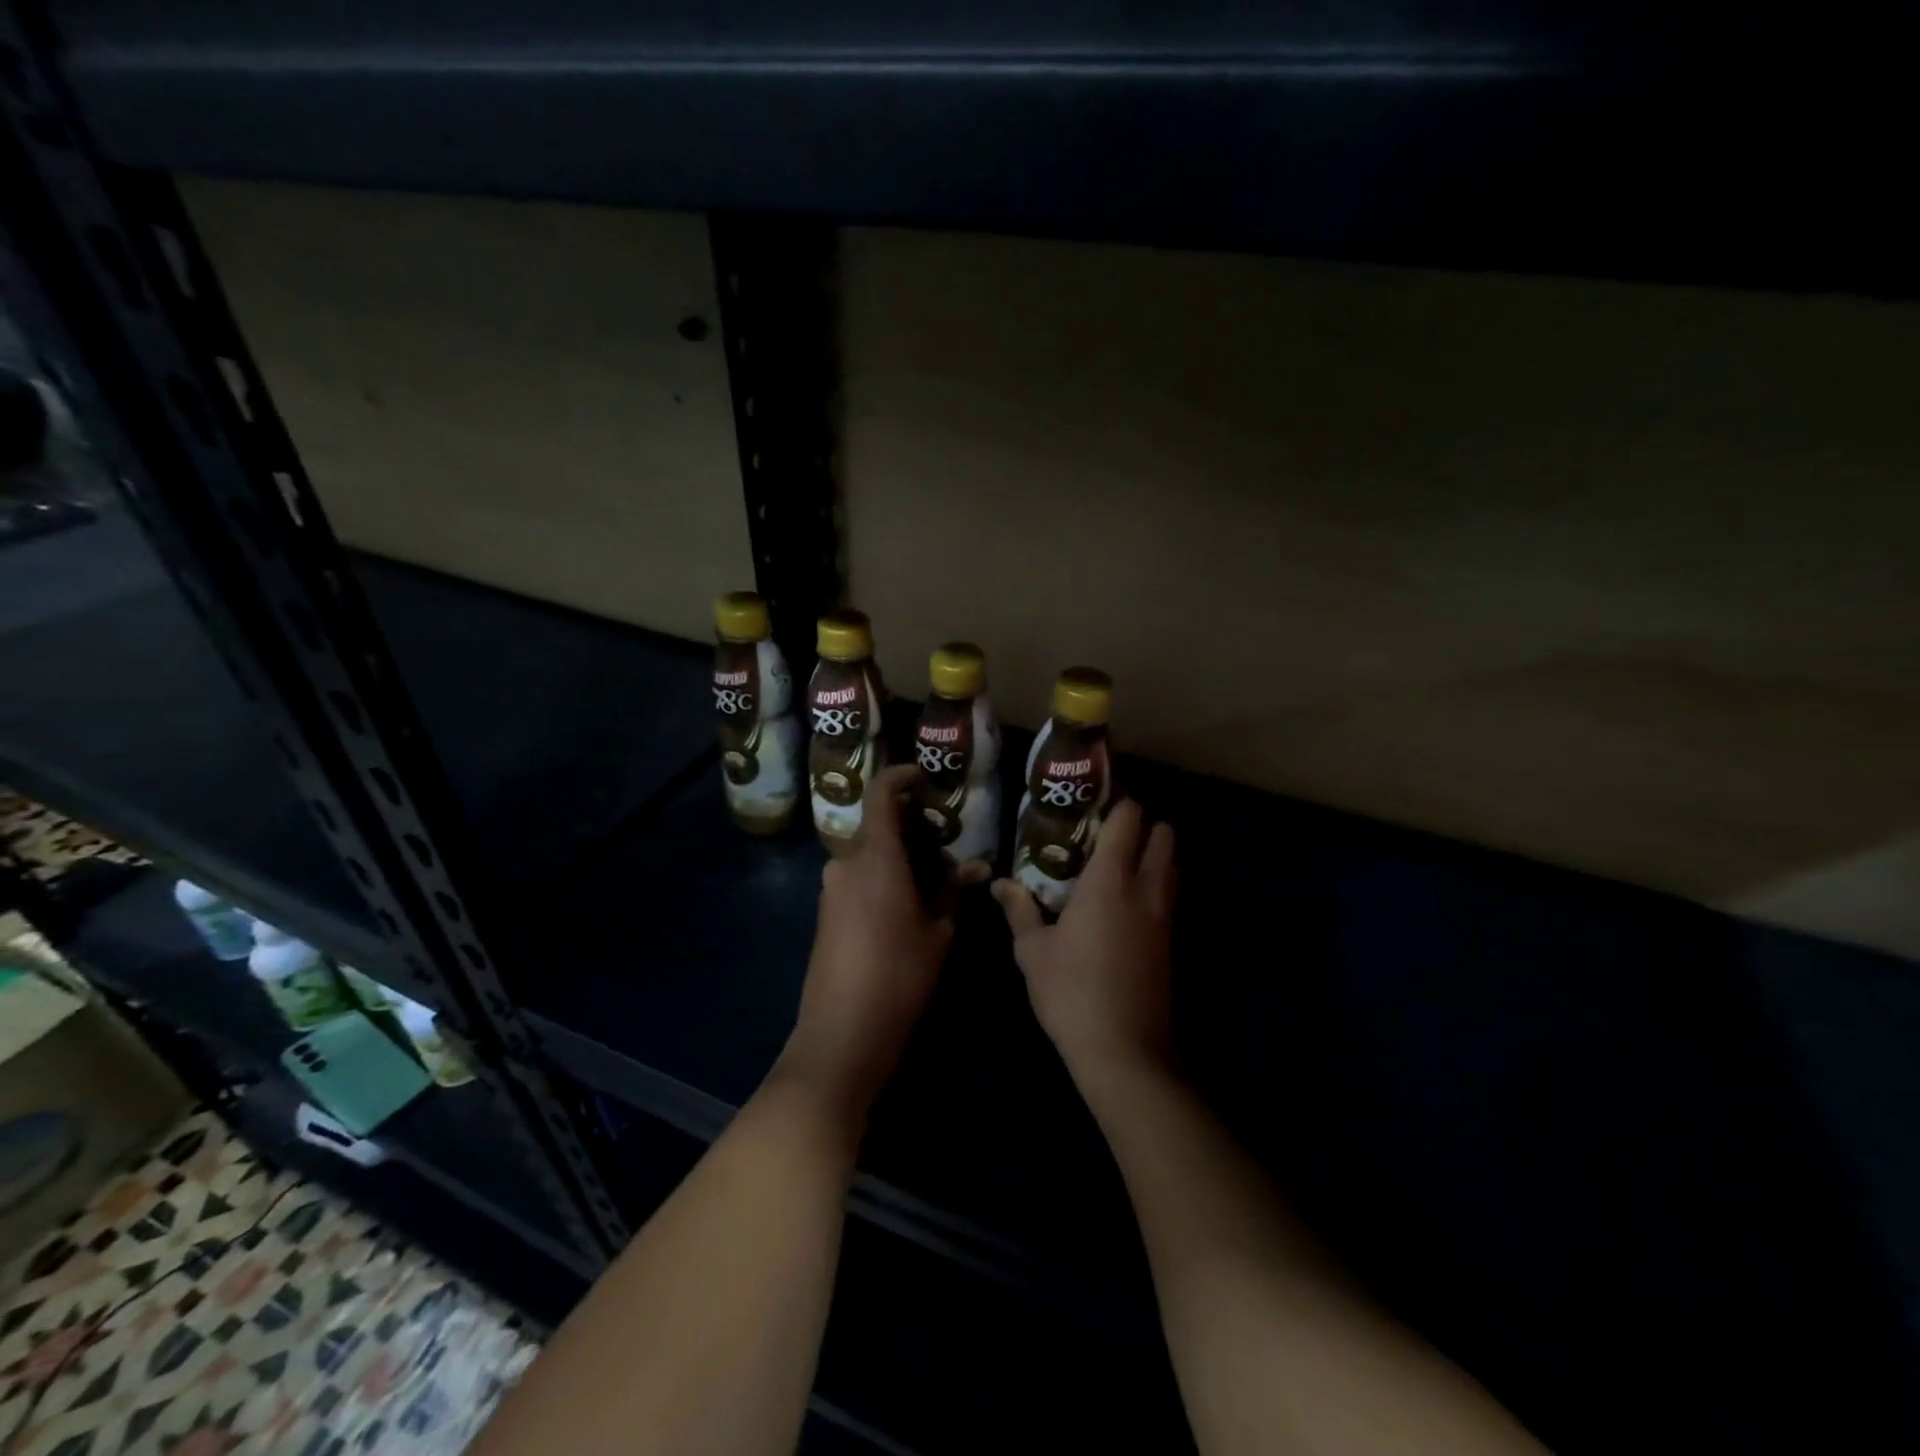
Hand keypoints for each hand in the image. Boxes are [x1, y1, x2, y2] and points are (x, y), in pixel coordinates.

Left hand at [777, 764, 989, 1123]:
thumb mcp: (938, 931)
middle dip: (914, 829)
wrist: (842, 1032)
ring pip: (870, 853)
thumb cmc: (899, 975)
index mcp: (875, 857)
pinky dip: (884, 876)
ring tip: (935, 882)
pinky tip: (909, 904)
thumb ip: (953, 890)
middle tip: (947, 850)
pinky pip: (859, 876)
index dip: (902, 777)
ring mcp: (832, 888)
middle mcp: (846, 863)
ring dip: (901, 856)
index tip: (927, 781)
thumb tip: (977, 866)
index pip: (881, 793)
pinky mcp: (826, 911)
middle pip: (879, 825)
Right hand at [993, 800, 1176, 1082]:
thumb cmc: (1071, 992)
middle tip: (1109, 834)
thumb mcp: (1032, 951)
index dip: (1118, 803)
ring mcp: (1164, 918)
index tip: (1096, 802)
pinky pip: (1169, 898)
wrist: (1124, 1051)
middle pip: (1164, 835)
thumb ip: (1019, 910)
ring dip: (1154, 856)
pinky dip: (1155, 888)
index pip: (1129, 820)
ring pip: (1172, 867)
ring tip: (1117, 867)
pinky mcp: (1171, 944)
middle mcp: (1145, 890)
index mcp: (1110, 880)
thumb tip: (999, 884)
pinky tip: (1126, 907)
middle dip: (1144, 825)